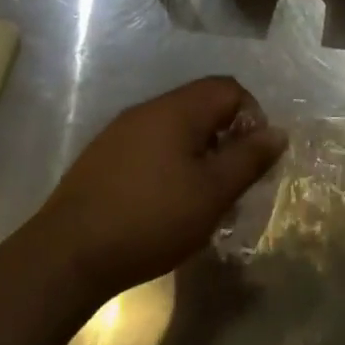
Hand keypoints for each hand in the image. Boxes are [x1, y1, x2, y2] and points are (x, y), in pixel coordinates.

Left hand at [41, 77, 285, 302]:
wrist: (65, 256)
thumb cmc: (151, 218)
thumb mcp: (213, 192)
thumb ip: (249, 158)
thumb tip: (278, 132)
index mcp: (178, 109)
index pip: (229, 88)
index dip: (252, 116)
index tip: (253, 158)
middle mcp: (148, 109)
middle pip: (202, 105)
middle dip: (226, 137)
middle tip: (232, 180)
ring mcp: (120, 132)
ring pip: (175, 128)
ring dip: (198, 153)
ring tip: (202, 196)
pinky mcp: (102, 158)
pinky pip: (150, 146)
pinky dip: (169, 164)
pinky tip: (165, 203)